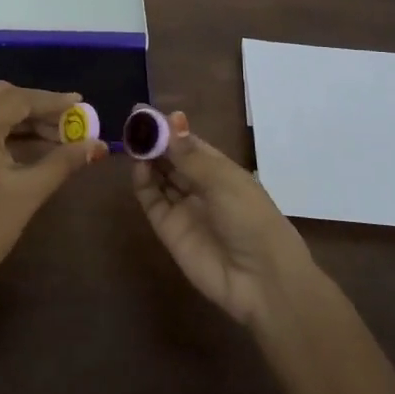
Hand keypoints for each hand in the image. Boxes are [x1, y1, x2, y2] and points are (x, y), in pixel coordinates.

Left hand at [0, 82, 105, 309]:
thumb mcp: (29, 191)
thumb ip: (64, 161)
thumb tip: (97, 145)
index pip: (18, 99)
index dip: (52, 101)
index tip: (82, 104)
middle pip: (2, 98)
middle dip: (37, 106)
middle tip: (69, 120)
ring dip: (24, 119)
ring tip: (59, 136)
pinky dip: (8, 131)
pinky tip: (33, 146)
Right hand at [132, 111, 318, 328]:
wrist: (260, 279)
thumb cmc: (250, 219)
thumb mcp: (223, 180)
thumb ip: (190, 154)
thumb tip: (172, 120)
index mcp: (221, 171)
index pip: (190, 145)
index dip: (172, 130)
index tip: (149, 114)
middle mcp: (201, 187)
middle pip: (172, 160)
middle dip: (155, 142)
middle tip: (134, 124)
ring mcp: (184, 208)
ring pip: (159, 177)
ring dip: (148, 159)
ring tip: (133, 141)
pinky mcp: (169, 230)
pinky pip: (152, 201)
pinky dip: (143, 183)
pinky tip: (139, 166)